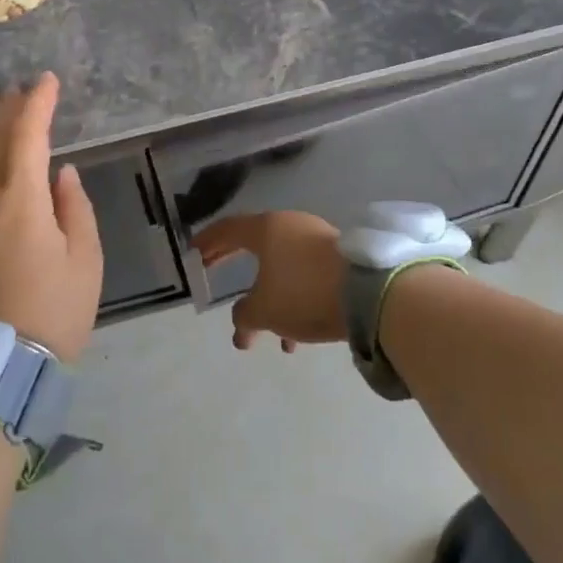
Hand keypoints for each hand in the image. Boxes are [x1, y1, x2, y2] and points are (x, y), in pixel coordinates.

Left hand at [0, 73, 102, 361]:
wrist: (1, 361)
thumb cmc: (56, 308)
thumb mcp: (85, 256)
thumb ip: (73, 205)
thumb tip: (60, 172)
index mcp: (20, 200)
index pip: (27, 135)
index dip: (38, 103)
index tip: (49, 81)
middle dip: (12, 108)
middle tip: (27, 88)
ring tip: (1, 105)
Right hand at [192, 212, 346, 351]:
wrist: (369, 293)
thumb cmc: (304, 293)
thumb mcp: (263, 310)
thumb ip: (243, 315)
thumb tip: (241, 324)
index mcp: (266, 228)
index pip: (227, 229)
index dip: (207, 241)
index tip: (193, 252)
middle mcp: (290, 226)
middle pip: (253, 243)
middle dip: (232, 261)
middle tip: (214, 272)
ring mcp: (317, 239)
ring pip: (281, 265)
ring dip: (267, 294)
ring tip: (262, 332)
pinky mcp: (339, 259)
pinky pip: (305, 276)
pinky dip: (292, 299)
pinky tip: (294, 337)